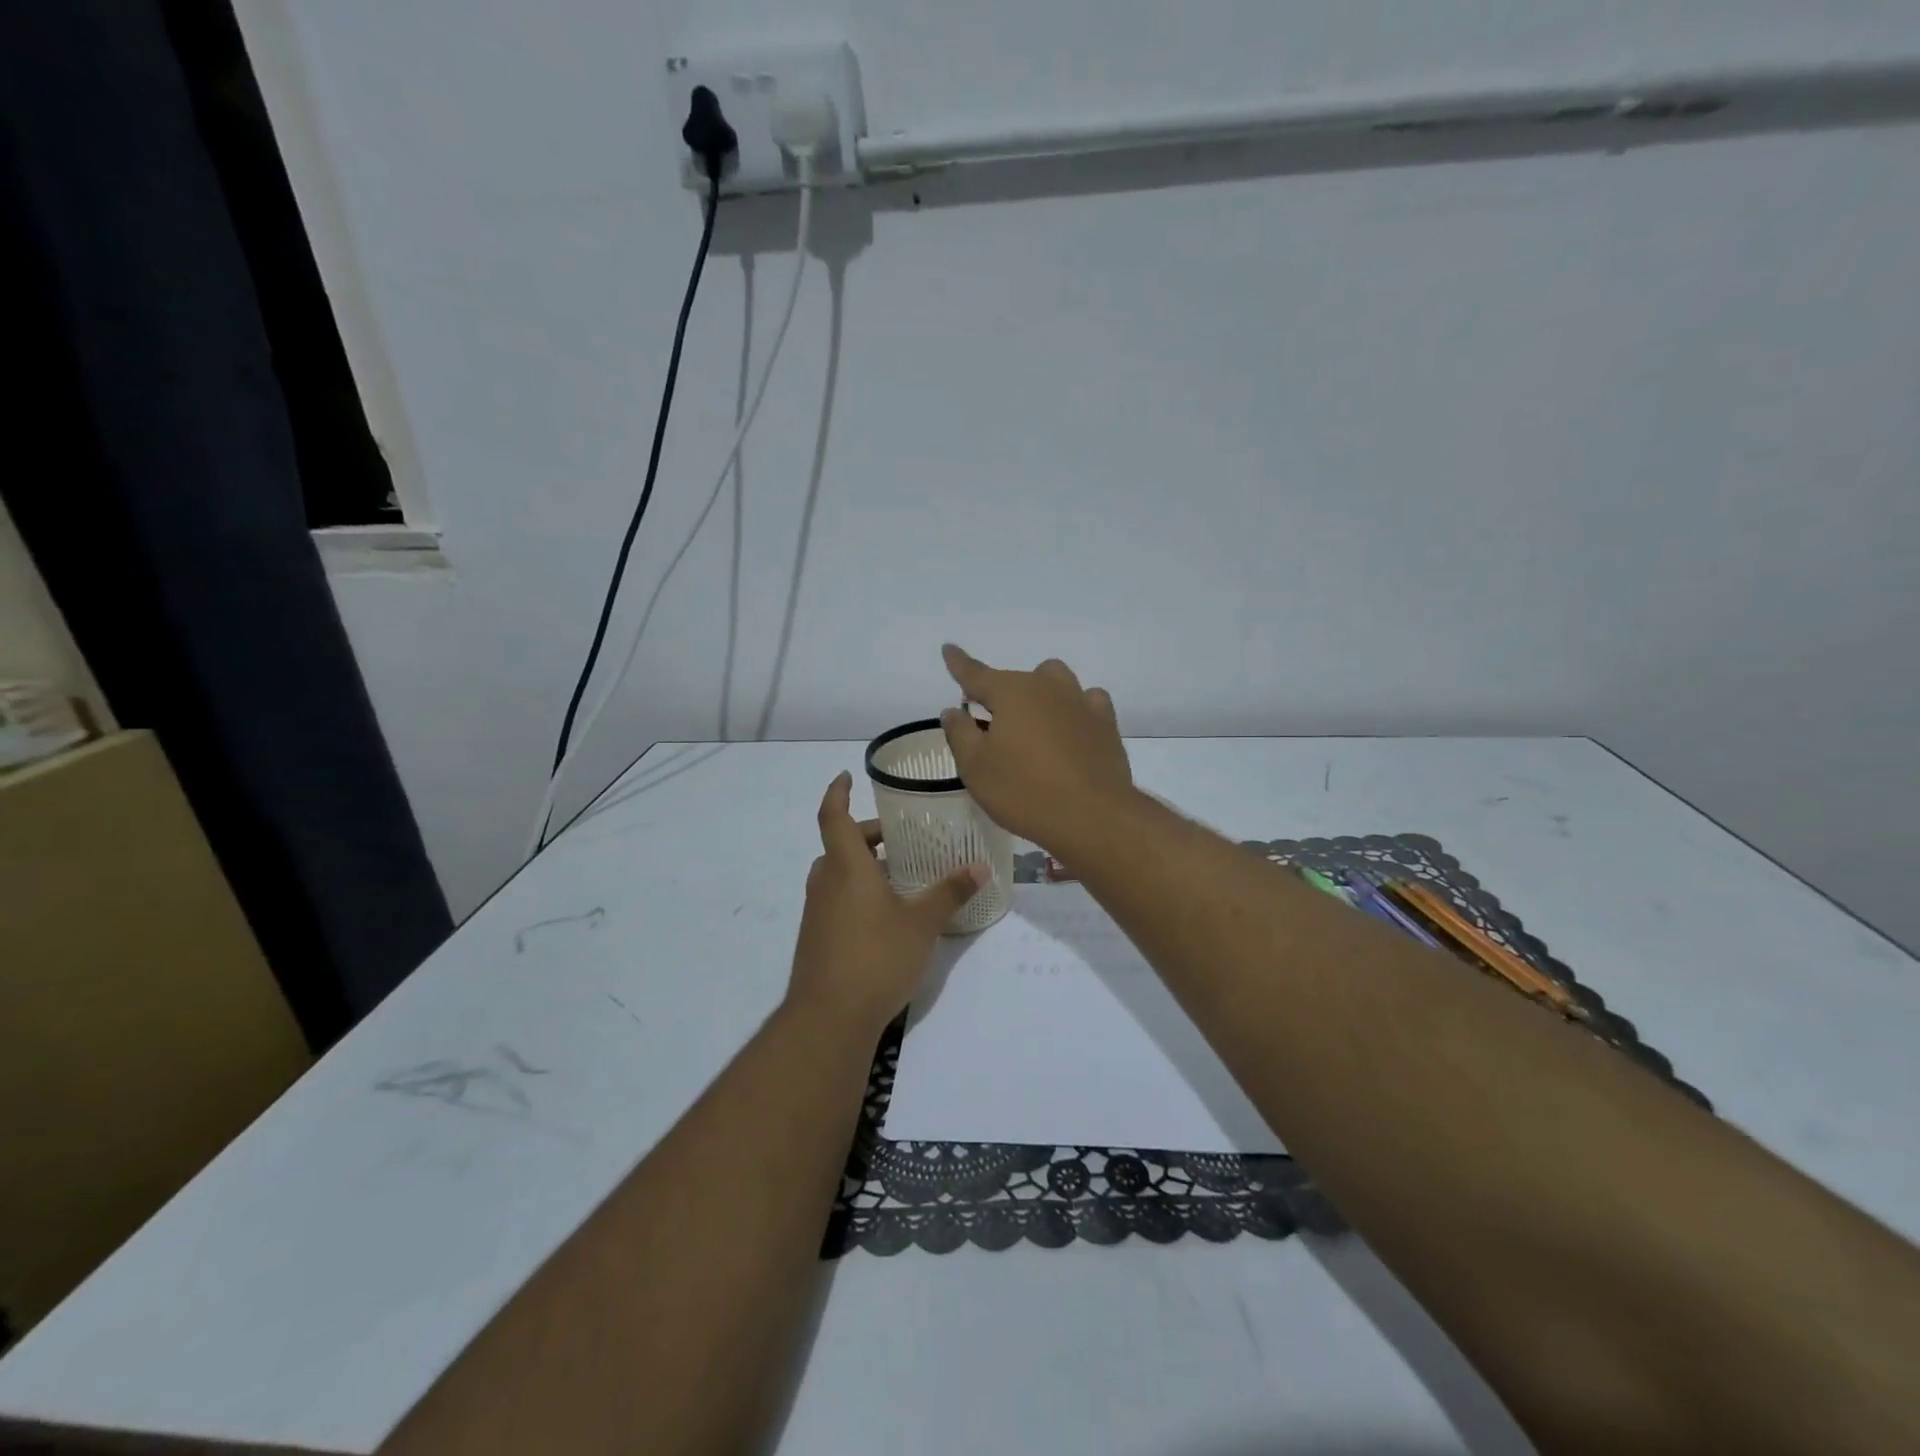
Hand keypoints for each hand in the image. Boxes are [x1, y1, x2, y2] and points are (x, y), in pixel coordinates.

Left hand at [786, 771, 986, 1035]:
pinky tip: (885, 915)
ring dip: (862, 866)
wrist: (828, 1018)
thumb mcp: (921, 923)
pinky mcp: (816, 938)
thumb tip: (980, 866)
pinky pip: (835, 899)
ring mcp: (816, 912)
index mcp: (846, 867)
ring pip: (836, 874)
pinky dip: (856, 892)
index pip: (833, 816)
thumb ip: (950, 892)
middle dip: (867, 836)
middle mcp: (825, 883)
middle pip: (840, 846)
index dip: (837, 793)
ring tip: (899, 875)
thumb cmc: (875, 958)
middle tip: (899, 837)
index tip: (846, 776)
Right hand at [938, 645, 1133, 851]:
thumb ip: (960, 734)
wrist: (1092, 816)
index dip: (959, 663)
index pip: (976, 674)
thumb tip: (954, 710)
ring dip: (1041, 693)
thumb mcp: (976, 768)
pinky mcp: (1106, 724)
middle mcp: (1047, 687)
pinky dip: (1075, 708)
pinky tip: (1072, 727)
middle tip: (994, 727)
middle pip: (1018, 678)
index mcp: (1011, 693)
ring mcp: (1081, 703)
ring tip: (1034, 723)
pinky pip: (1088, 701)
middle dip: (1002, 694)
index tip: (949, 649)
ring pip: (1056, 680)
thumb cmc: (1024, 791)